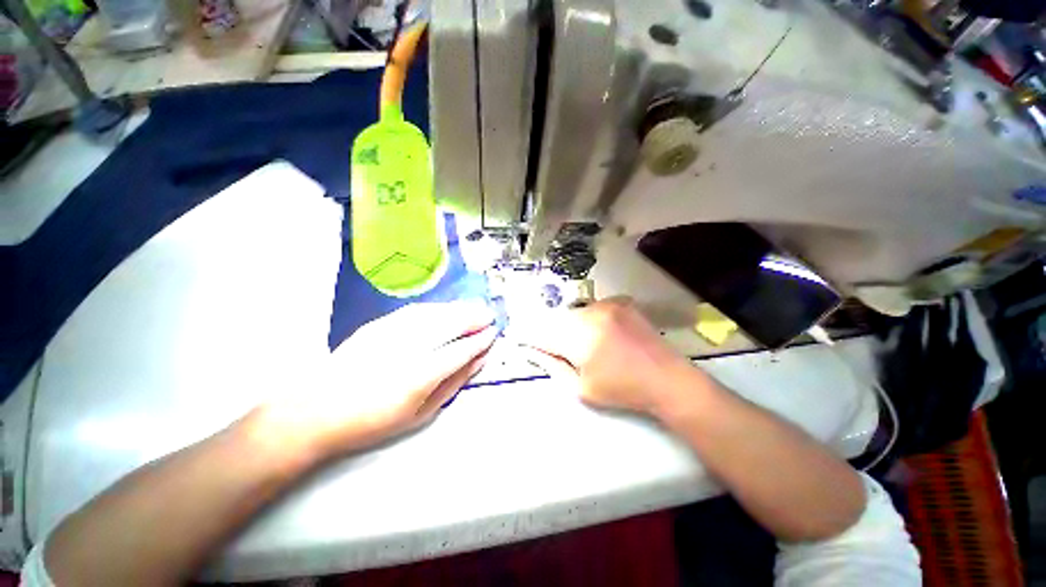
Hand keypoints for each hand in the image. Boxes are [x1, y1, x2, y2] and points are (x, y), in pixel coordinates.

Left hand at [254, 301, 496, 460]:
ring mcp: (392, 333)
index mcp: (420, 376)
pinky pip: (416, 310)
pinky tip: (446, 309)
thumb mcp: (420, 413)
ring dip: (458, 309)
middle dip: (474, 317)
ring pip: (435, 313)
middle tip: (489, 315)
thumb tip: (478, 362)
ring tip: (475, 308)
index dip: (480, 340)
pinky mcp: (379, 324)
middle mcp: (409, 348)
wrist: (317, 410)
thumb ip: (453, 384)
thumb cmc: (373, 421)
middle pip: (449, 325)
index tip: (493, 334)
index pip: (460, 350)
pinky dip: (437, 308)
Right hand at [518, 298, 701, 416]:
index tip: (518, 338)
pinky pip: (593, 308)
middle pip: (558, 320)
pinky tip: (602, 335)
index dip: (528, 336)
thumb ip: (553, 366)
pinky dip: (589, 320)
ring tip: (586, 345)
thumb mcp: (581, 388)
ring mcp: (608, 304)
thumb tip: (533, 351)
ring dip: (572, 327)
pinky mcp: (621, 301)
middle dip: (554, 334)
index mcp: (580, 337)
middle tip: (561, 350)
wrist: (667, 378)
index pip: (542, 332)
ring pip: (575, 313)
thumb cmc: (623, 390)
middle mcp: (591, 313)